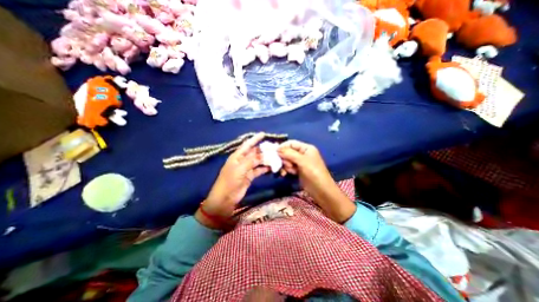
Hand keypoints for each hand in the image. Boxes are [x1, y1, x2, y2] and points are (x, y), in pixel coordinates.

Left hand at [194, 132, 268, 228]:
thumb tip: (264, 155)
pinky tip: (272, 167)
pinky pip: (259, 170)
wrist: (225, 198)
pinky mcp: (250, 176)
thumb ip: (252, 161)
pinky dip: (265, 168)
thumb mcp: (240, 169)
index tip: (263, 134)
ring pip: (258, 161)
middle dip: (263, 150)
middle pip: (254, 153)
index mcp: (237, 156)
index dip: (255, 139)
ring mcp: (246, 169)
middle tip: (274, 148)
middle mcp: (242, 160)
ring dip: (266, 159)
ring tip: (276, 156)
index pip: (247, 145)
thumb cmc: (230, 181)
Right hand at [278, 140, 356, 222]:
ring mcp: (300, 162)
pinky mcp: (298, 170)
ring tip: (290, 171)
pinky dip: (286, 170)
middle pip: (288, 152)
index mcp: (306, 148)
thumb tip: (277, 149)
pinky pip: (289, 167)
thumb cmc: (314, 173)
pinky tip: (285, 175)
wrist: (321, 190)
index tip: (274, 153)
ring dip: (286, 165)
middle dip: (285, 158)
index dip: (282, 147)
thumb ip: (289, 153)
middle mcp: (302, 154)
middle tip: (287, 165)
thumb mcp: (302, 161)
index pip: (291, 143)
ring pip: (287, 160)